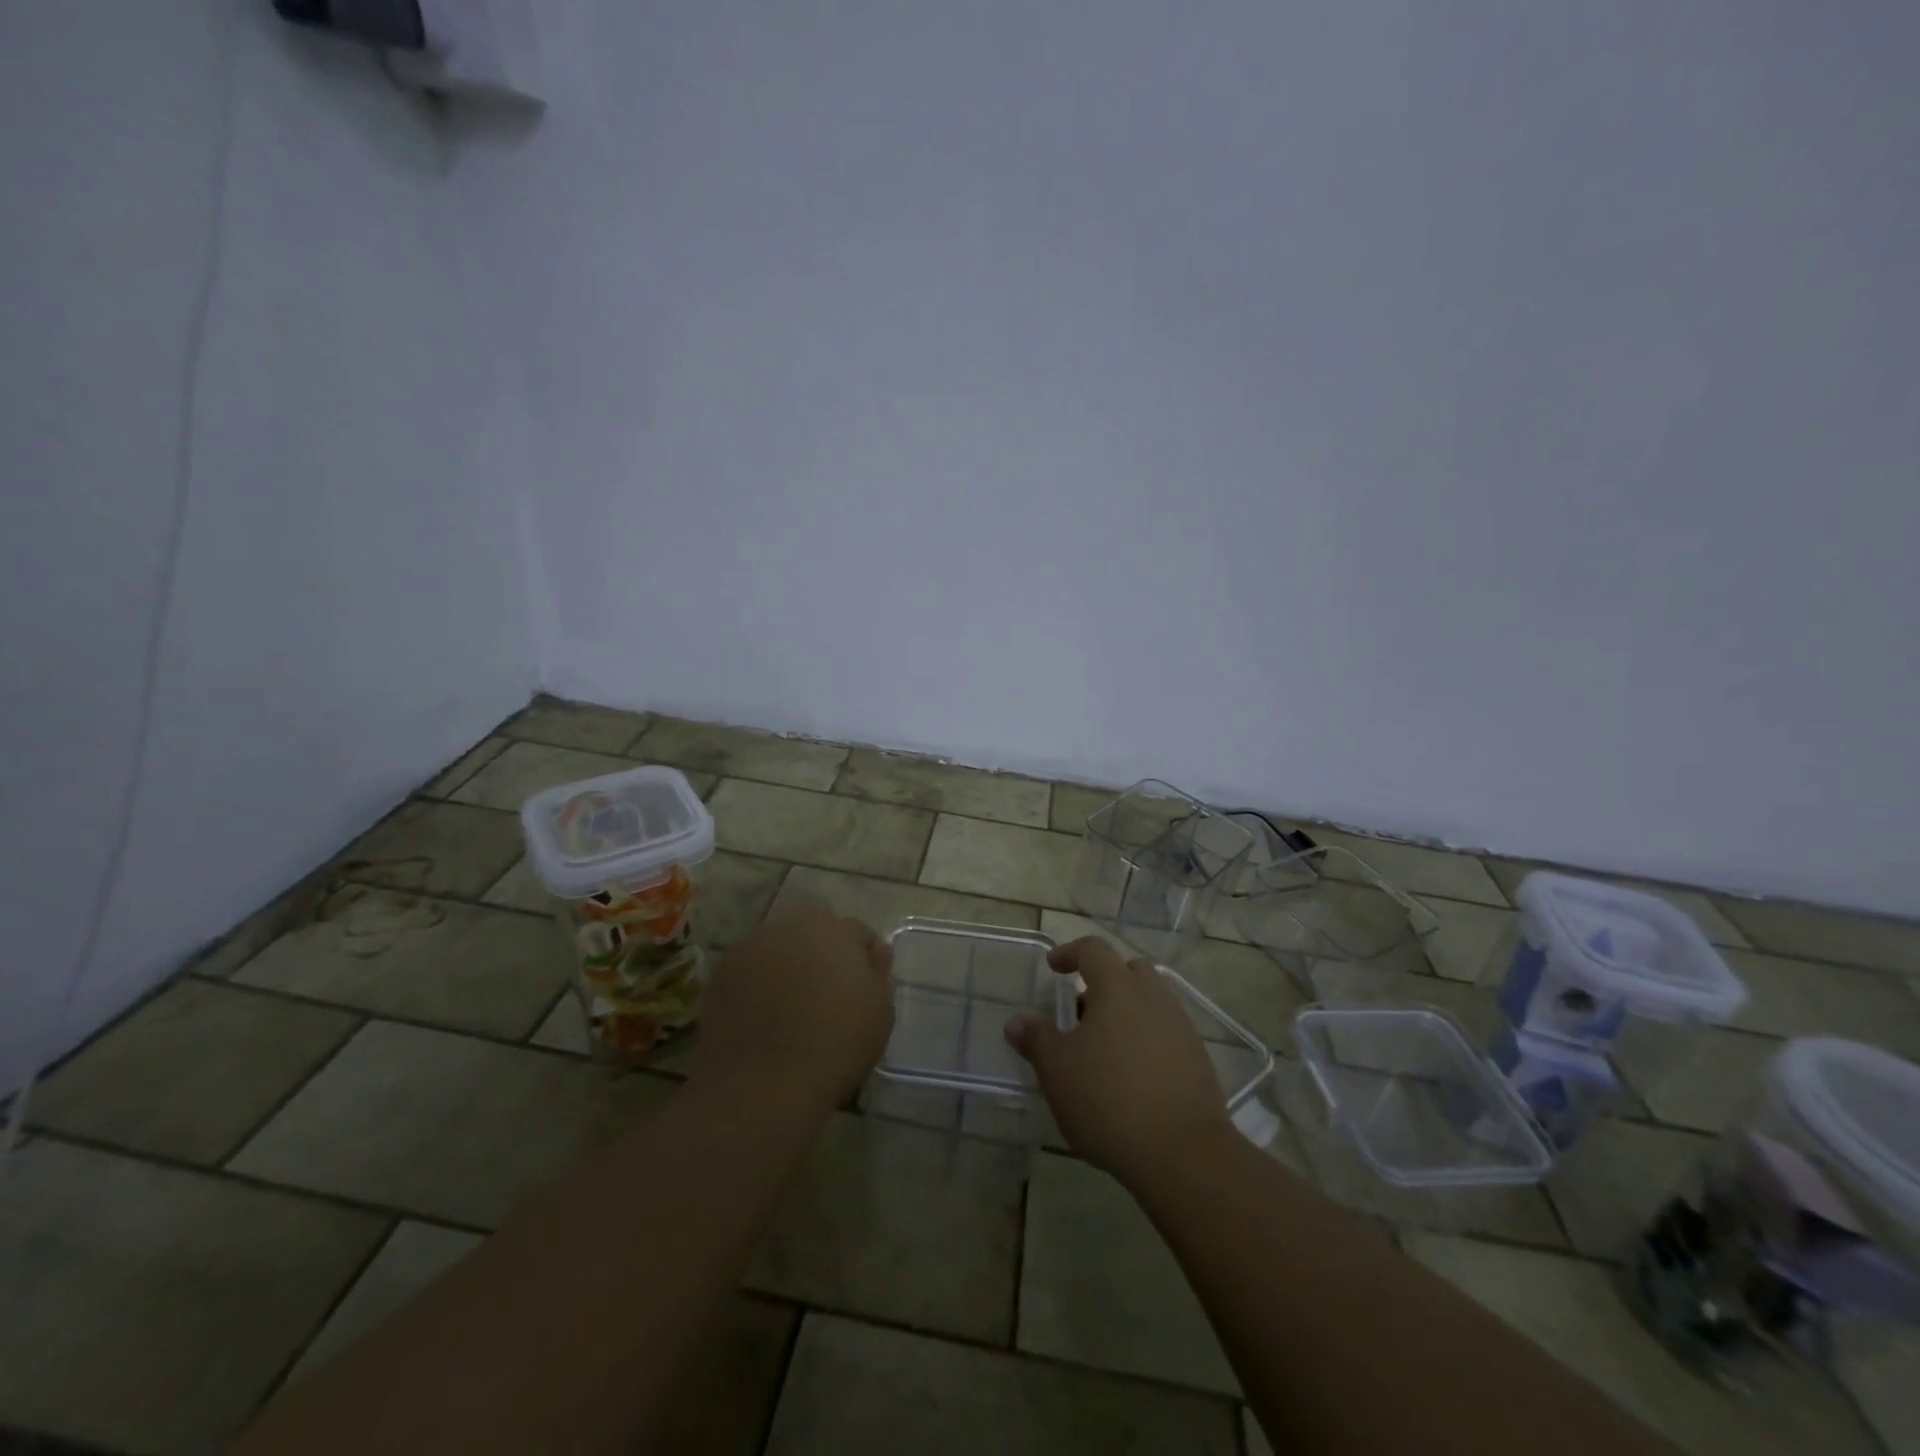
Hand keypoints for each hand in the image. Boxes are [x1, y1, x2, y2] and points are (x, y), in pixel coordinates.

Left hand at [690, 900, 893, 1116]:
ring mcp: (751, 946)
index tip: (864, 987)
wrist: (763, 1084)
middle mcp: (792, 925)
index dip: (864, 958)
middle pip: (814, 930)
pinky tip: (761, 1016)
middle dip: (822, 951)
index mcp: (836, 929)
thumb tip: (874, 952)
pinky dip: (756, 983)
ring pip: (778, 947)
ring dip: (787, 964)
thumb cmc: (836, 1045)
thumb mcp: (880, 1012)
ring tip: (789, 1005)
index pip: (858, 932)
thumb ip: (878, 973)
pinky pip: (749, 969)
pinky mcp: (721, 972)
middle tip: (826, 993)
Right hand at [1006, 937, 1233, 1186]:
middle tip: (1081, 1012)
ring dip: (1125, 1013)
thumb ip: (1036, 1040)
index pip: (1093, 950)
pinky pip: (1166, 1033)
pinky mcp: (1198, 1059)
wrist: (1182, 1153)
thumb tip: (1017, 1021)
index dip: (1070, 952)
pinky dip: (1146, 1040)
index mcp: (1117, 988)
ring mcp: (1180, 1027)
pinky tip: (1131, 1076)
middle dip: (1103, 982)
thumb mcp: (1057, 1071)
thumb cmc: (1108, 1100)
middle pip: (1128, 971)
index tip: (1053, 968)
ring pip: (1150, 1002)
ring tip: (1103, 1049)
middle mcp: (1153, 997)